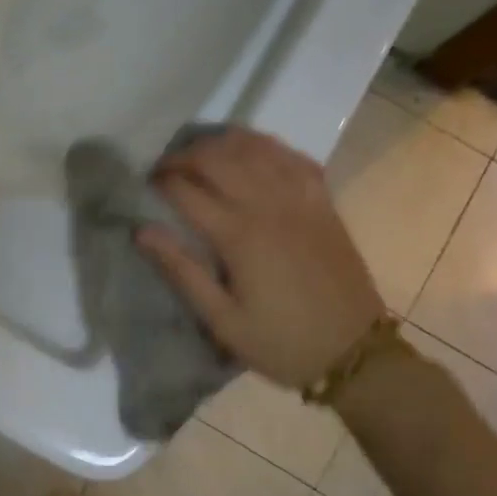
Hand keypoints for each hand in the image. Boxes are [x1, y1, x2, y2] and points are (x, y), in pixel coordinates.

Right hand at [139, 127, 384, 389]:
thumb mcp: (222, 320)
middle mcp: (269, 205)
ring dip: (221, 143)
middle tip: (165, 168)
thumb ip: (181, 271)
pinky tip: (251, 152)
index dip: (160, 181)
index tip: (144, 185)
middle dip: (184, 155)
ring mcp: (301, 199)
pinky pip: (292, 157)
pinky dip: (266, 146)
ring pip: (255, 148)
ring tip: (200, 154)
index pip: (187, 190)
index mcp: (239, 236)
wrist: (354, 352)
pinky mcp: (323, 202)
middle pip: (218, 158)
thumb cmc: (280, 342)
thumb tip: (142, 231)